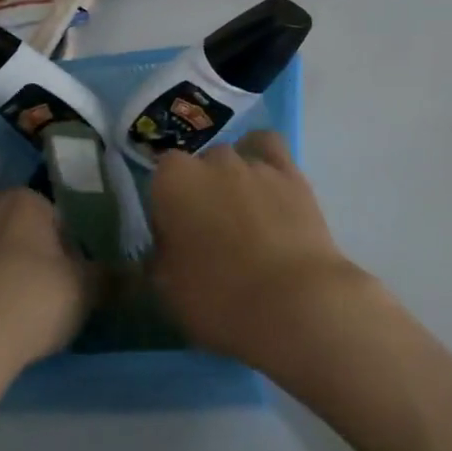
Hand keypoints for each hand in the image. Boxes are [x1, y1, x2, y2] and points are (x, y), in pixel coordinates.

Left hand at [0, 189, 93, 435]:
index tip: (75, 284)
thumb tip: (132, 274)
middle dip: (36, 262)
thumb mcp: (85, 292)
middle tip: (49, 302)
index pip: (62, 219)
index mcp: (24, 201)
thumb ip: (111, 277)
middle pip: (23, 235)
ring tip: (14, 323)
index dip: (74, 253)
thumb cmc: (27, 305)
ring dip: (3, 281)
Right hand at [149, 131, 374, 367]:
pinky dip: (264, 157)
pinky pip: (271, 147)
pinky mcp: (291, 173)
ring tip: (243, 215)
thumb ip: (159, 256)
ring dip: (233, 179)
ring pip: (234, 157)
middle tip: (210, 233)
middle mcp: (212, 161)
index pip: (161, 178)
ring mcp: (254, 163)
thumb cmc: (218, 298)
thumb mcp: (166, 289)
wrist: (292, 303)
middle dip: (201, 191)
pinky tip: (266, 181)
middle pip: (199, 167)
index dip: (167, 207)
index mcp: (173, 182)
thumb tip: (165, 246)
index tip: (174, 237)